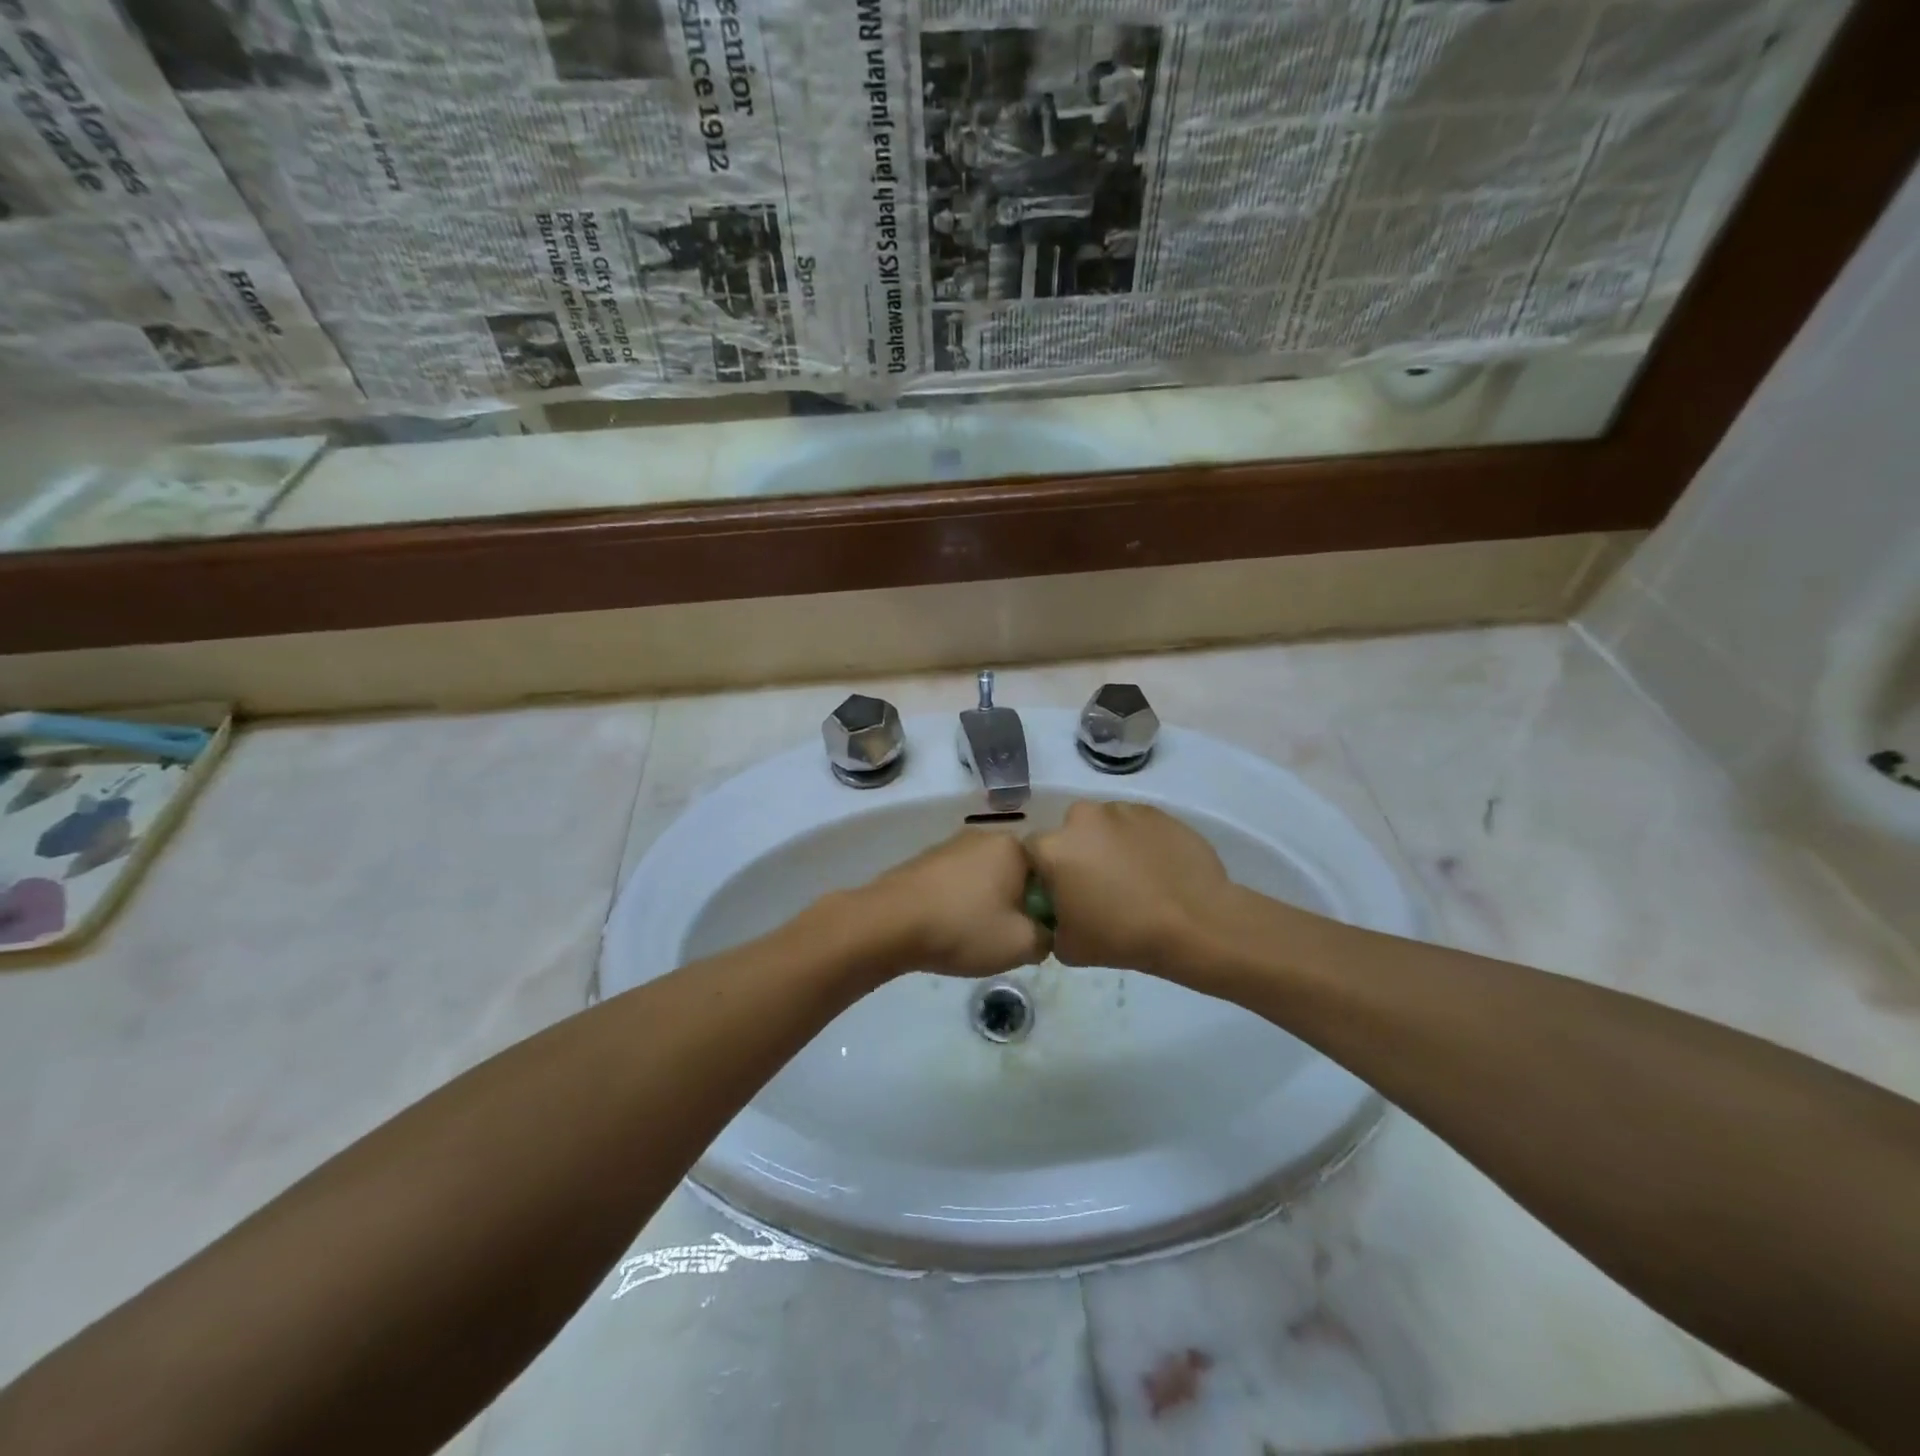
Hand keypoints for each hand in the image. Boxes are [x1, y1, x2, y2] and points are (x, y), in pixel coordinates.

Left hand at [857, 830, 1049, 977]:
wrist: (889, 923)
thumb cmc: (963, 927)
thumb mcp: (1021, 945)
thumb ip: (1047, 937)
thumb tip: (1043, 932)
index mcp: (1012, 845)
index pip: (1047, 874)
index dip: (1046, 907)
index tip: (1034, 934)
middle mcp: (982, 836)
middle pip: (1014, 875)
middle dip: (1015, 904)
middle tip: (1006, 939)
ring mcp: (949, 846)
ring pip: (983, 879)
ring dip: (985, 905)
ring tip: (973, 937)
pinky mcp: (923, 861)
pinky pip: (955, 883)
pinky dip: (958, 904)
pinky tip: (948, 929)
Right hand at [1027, 801, 1234, 974]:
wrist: (1195, 923)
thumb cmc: (1124, 936)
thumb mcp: (1068, 947)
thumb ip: (1051, 923)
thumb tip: (1058, 913)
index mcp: (1053, 848)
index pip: (1031, 853)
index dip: (1043, 874)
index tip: (1060, 894)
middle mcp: (1082, 818)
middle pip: (1068, 833)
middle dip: (1077, 853)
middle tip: (1097, 886)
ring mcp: (1121, 810)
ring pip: (1102, 826)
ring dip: (1107, 845)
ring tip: (1132, 877)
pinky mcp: (1155, 811)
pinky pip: (1134, 825)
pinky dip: (1138, 841)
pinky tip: (1155, 869)